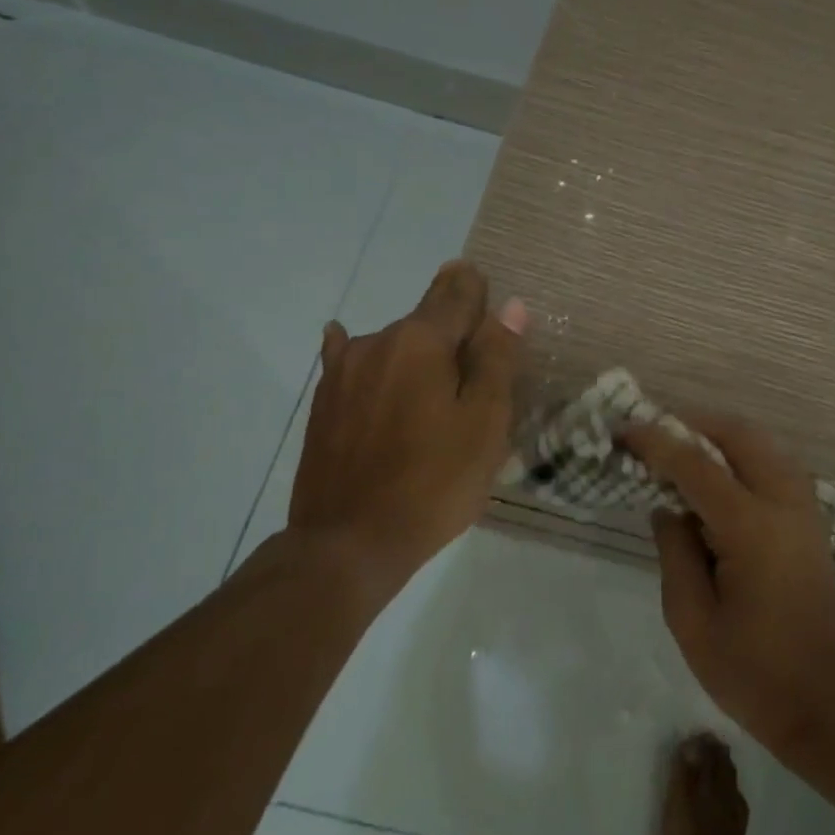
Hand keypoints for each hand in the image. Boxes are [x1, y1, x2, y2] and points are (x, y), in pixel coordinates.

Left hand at [287, 260, 525, 585]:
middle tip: (475, 374)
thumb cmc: (433, 483)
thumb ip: (497, 358)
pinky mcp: (323, 402)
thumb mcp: (484, 423)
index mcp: (422, 340)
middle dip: (454, 333)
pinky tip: (354, 351)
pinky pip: (354, 363)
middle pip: (427, 319)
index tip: (491, 302)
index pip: (458, 291)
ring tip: (432, 398)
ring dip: (417, 355)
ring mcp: (343, 371)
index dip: (480, 291)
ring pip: (394, 344)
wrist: (348, 543)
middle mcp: (377, 341)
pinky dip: (369, 359)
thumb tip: (510, 306)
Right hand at [625, 417, 834, 755]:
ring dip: (720, 435)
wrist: (821, 705)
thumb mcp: (690, 618)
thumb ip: (674, 550)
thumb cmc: (749, 671)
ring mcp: (804, 510)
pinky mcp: (811, 523)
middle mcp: (784, 504)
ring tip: (679, 446)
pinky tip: (716, 474)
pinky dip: (743, 454)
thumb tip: (666, 506)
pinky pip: (775, 465)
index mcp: (751, 528)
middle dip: (694, 423)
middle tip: (654, 431)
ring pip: (763, 444)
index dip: (657, 442)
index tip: (623, 430)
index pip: (696, 465)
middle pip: (740, 435)